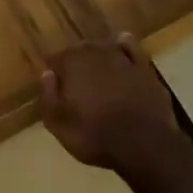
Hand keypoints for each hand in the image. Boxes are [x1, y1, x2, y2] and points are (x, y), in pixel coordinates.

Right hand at [40, 35, 187, 176]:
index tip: (54, 84)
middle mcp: (95, 54)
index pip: (55, 58)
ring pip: (103, 47)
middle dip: (74, 62)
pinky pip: (131, 48)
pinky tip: (121, 48)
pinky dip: (124, 46)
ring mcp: (122, 59)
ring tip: (94, 69)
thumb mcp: (59, 126)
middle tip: (73, 80)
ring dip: (96, 56)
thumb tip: (46, 74)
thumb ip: (48, 97)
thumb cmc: (96, 138)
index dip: (53, 70)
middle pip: (78, 50)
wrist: (145, 146)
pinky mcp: (144, 68)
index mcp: (72, 65)